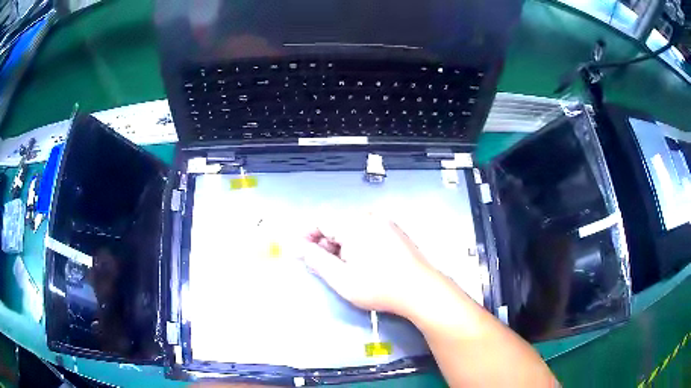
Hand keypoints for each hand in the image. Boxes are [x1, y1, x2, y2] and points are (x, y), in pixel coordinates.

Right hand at [302, 214, 444, 317]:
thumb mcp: (341, 279)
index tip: (300, 252)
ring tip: (343, 268)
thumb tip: (297, 247)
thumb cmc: (379, 287)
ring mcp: (384, 222)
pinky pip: (367, 231)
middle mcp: (370, 217)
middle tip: (323, 266)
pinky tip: (362, 263)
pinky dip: (357, 243)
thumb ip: (315, 260)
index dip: (306, 235)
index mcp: (354, 224)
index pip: (321, 220)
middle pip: (336, 224)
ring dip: (341, 245)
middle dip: (324, 243)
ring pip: (352, 228)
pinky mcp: (394, 230)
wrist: (421, 290)